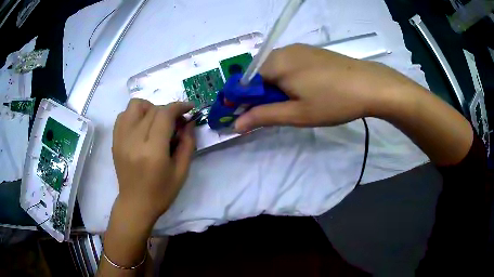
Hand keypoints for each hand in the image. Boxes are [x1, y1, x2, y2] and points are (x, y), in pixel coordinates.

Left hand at [112, 99, 194, 226]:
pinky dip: (135, 115)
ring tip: (156, 121)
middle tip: (175, 122)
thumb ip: (188, 144)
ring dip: (149, 108)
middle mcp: (134, 141)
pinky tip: (141, 126)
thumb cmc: (161, 193)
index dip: (178, 107)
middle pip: (152, 109)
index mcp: (153, 151)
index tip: (188, 108)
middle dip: (168, 110)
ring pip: (134, 106)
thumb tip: (189, 122)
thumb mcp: (181, 172)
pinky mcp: (115, 141)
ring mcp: (121, 139)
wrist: (136, 204)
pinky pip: (123, 115)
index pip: (164, 115)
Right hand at [234, 44, 422, 131]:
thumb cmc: (333, 101)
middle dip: (261, 95)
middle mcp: (282, 51)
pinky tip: (306, 90)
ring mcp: (298, 49)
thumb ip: (263, 116)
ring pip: (275, 70)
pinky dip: (288, 79)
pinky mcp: (311, 51)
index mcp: (274, 64)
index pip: (244, 83)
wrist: (370, 85)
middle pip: (259, 75)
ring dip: (275, 88)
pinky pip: (289, 64)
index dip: (241, 101)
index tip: (245, 117)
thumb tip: (236, 124)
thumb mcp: (297, 114)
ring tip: (295, 103)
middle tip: (279, 112)